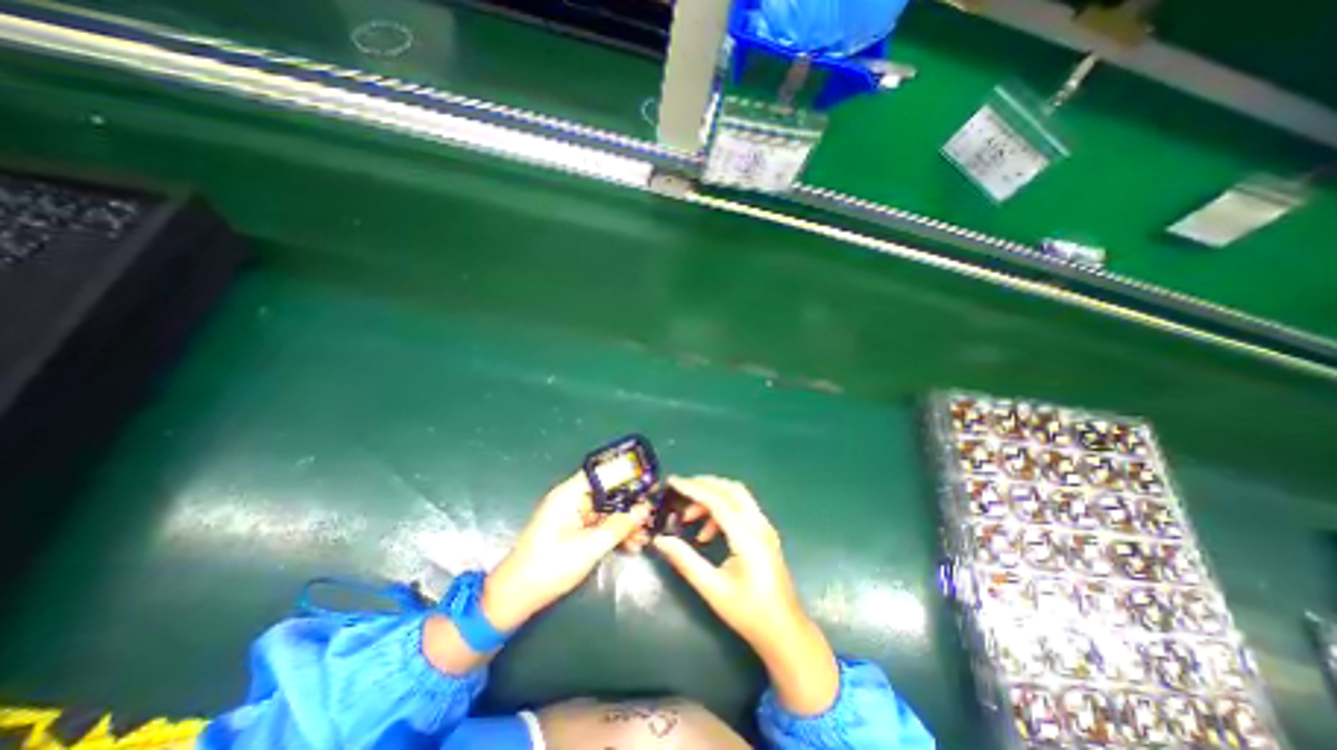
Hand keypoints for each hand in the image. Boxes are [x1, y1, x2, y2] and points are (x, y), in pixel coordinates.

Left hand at [486, 476, 652, 631]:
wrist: (513, 598)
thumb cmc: (548, 568)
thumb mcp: (588, 548)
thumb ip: (618, 526)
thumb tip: (644, 509)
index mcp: (569, 494)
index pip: (603, 473)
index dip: (627, 475)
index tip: (649, 484)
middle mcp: (571, 499)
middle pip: (607, 493)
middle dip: (630, 505)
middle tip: (651, 516)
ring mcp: (572, 515)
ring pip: (606, 510)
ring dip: (625, 523)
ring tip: (644, 537)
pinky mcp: (573, 530)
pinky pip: (599, 524)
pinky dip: (614, 533)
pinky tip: (631, 545)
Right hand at [657, 474, 836, 713]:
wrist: (785, 631)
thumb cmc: (748, 613)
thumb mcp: (712, 588)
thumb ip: (685, 560)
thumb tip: (661, 540)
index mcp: (747, 537)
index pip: (717, 500)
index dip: (693, 488)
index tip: (672, 481)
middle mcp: (758, 525)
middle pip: (731, 489)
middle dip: (704, 484)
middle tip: (680, 490)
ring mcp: (764, 527)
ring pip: (737, 496)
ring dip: (713, 498)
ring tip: (689, 518)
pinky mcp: (764, 533)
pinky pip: (742, 508)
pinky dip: (722, 510)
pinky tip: (706, 533)